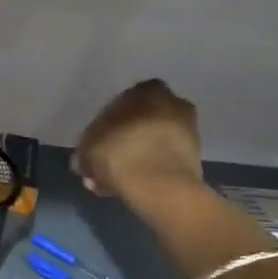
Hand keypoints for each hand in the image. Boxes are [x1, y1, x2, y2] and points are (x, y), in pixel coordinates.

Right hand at [72, 79, 205, 204]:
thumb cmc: (120, 154)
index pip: (119, 103)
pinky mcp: (193, 158)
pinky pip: (161, 161)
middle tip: (101, 165)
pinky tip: (127, 188)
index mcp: (147, 90)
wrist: (161, 187)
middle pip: (137, 124)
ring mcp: (187, 131)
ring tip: (110, 182)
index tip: (93, 145)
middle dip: (119, 144)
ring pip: (149, 144)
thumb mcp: (87, 148)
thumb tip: (84, 158)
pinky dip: (146, 171)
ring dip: (131, 160)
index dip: (103, 127)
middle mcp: (172, 103)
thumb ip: (85, 148)